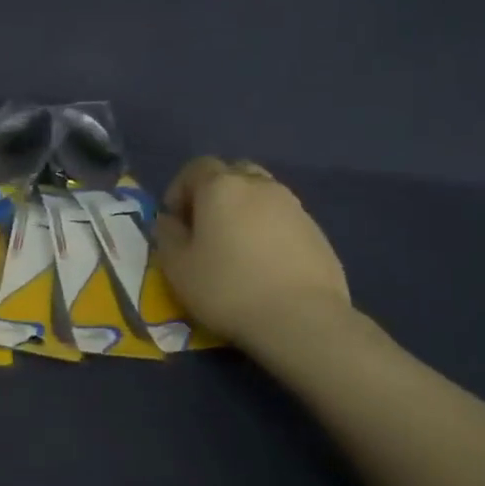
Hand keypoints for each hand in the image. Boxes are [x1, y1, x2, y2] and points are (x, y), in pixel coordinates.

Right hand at [154, 157, 351, 346]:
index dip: (180, 189)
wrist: (301, 318)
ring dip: (244, 211)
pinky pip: (283, 219)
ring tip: (237, 248)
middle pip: (233, 173)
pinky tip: (264, 265)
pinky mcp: (317, 231)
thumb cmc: (227, 288)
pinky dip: (269, 230)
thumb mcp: (177, 267)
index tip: (175, 221)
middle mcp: (260, 186)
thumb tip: (170, 221)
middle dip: (215, 193)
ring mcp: (294, 206)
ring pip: (262, 195)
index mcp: (221, 187)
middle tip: (206, 227)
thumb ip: (167, 236)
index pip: (196, 167)